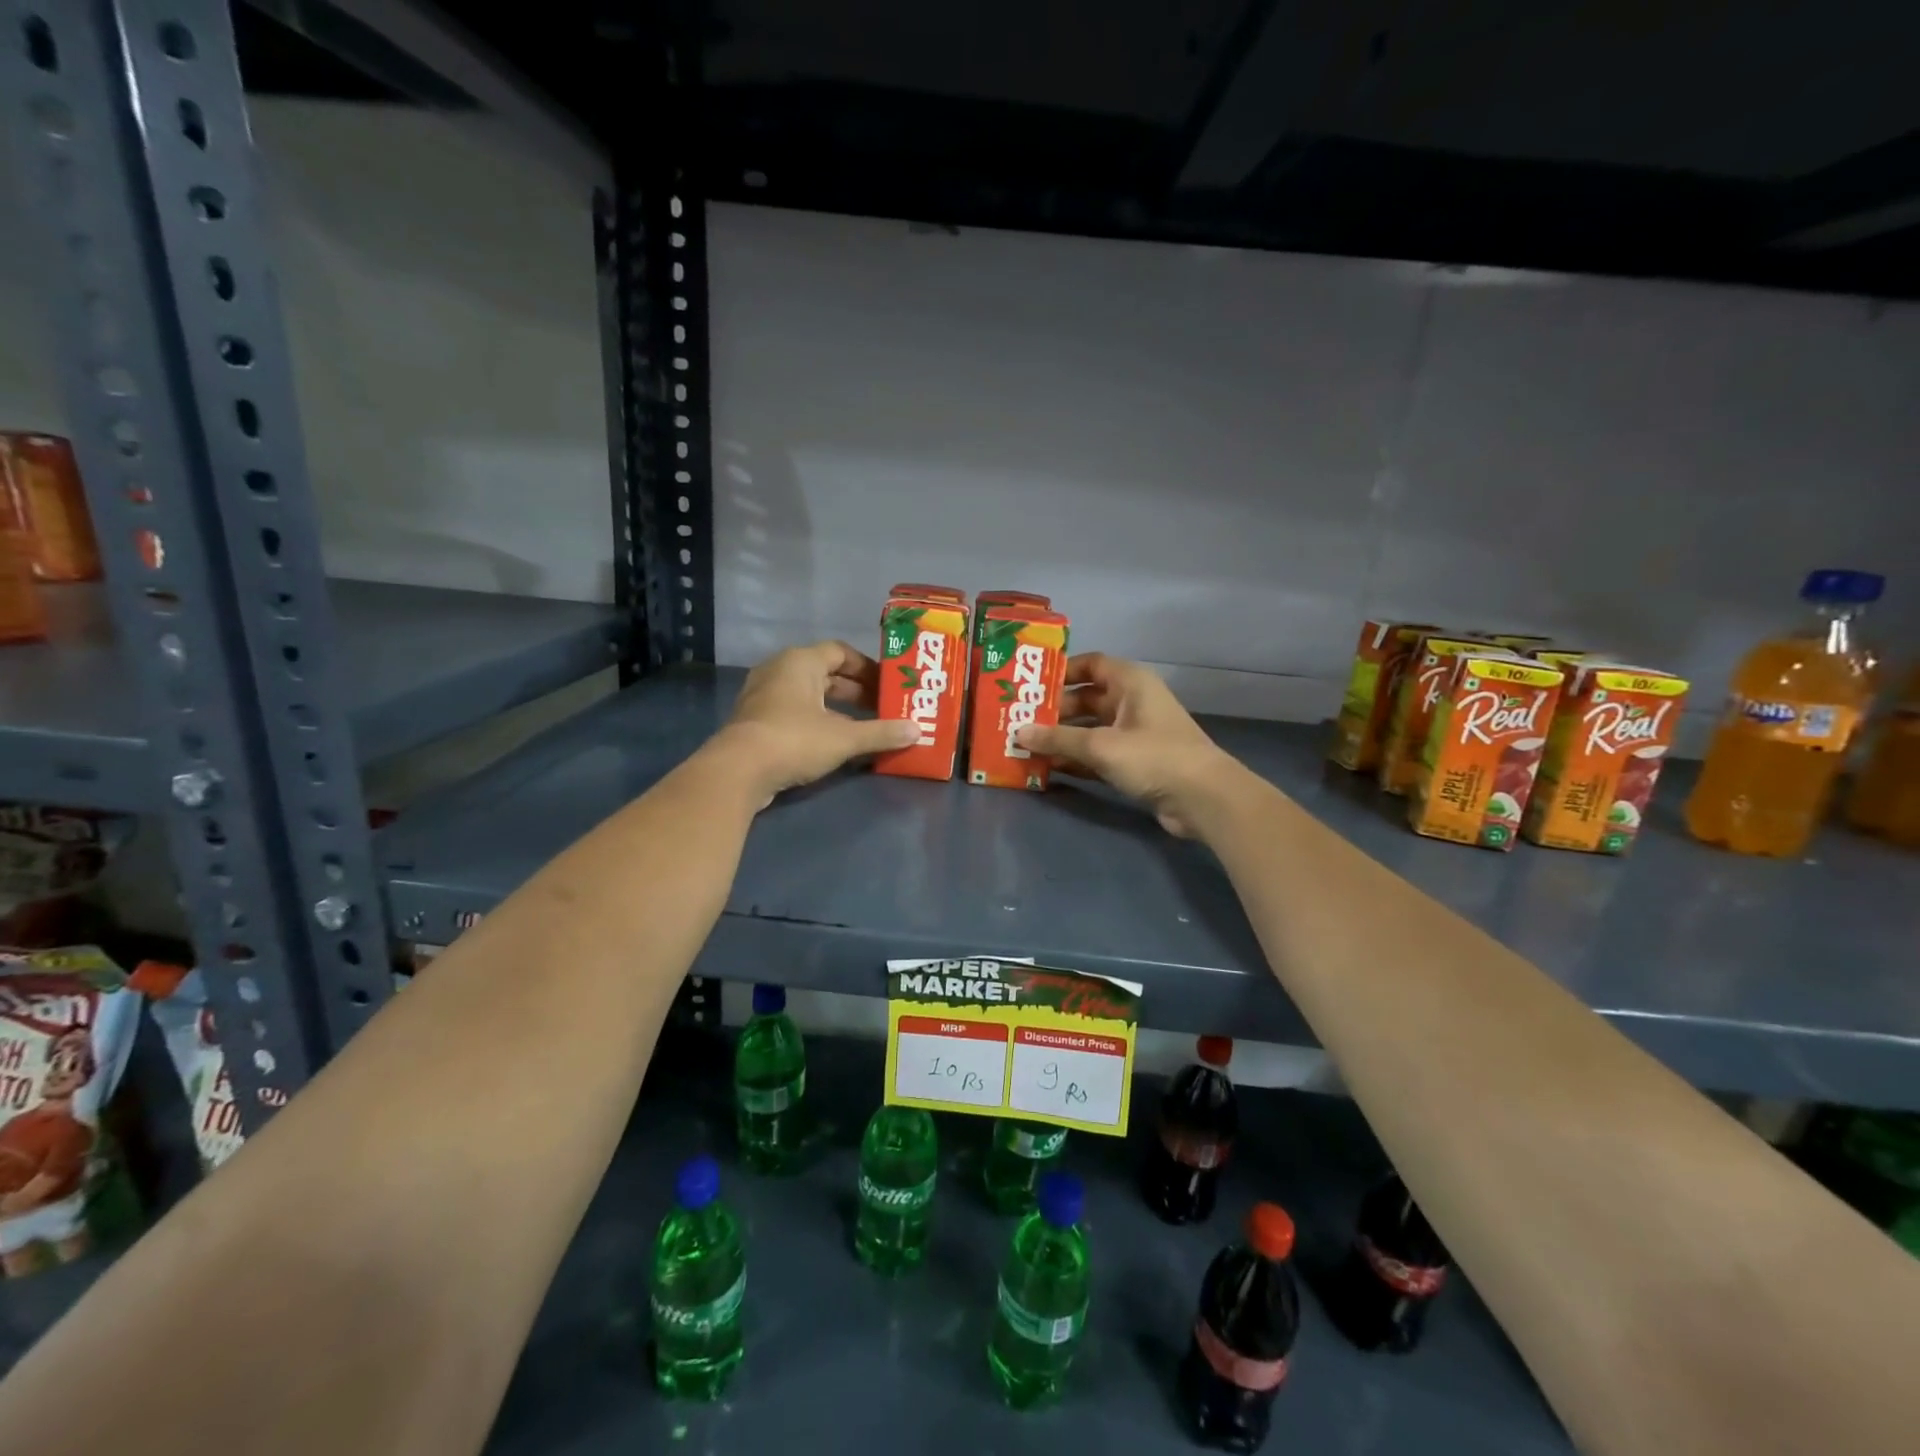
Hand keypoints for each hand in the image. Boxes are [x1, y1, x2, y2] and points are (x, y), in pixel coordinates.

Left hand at [707, 641, 918, 806]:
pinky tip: (833, 743)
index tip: (888, 685)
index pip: (840, 652)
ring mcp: (763, 695)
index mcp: (801, 661)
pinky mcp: (755, 721)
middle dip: (855, 690)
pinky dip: (816, 721)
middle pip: (825, 673)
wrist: (738, 771)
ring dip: (836, 708)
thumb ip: (881, 732)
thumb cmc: (794, 740)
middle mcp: (779, 670)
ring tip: (863, 726)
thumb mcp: (844, 737)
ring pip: (808, 694)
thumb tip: (917, 730)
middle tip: (881, 707)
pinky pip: (793, 712)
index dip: (867, 668)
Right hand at [1015, 653, 1243, 836]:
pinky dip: (1075, 759)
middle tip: (1018, 721)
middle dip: (1053, 711)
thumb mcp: (1101, 745)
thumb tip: (1018, 732)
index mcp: (1130, 683)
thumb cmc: (1153, 756)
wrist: (1203, 799)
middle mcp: (1132, 702)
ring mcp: (1134, 734)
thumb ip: (1058, 738)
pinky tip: (1047, 768)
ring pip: (1089, 729)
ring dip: (1061, 738)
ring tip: (1024, 746)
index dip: (1061, 671)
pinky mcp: (1134, 762)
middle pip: (1085, 699)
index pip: (1090, 664)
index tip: (1029, 684)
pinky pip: (1097, 754)